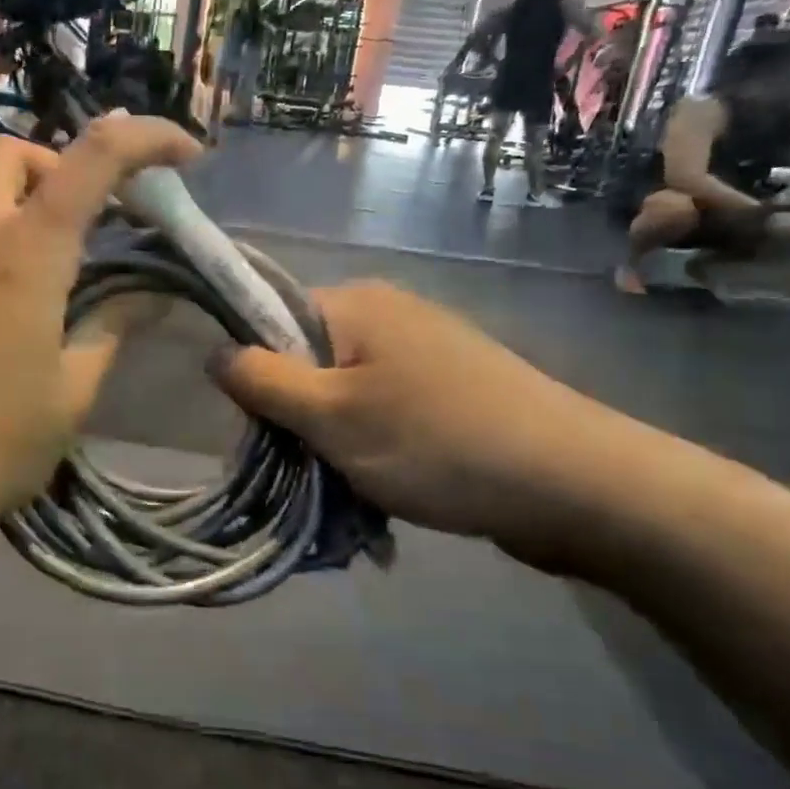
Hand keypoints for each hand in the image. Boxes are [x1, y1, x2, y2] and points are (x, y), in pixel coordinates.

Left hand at [0, 115, 198, 547]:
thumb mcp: (71, 394)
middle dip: (65, 166)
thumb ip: (112, 328)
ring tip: (68, 284)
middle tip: (102, 221)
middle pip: (12, 156)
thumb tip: (150, 294)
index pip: (92, 160)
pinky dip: (0, 256)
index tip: (186, 154)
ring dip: (30, 215)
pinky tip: (13, 325)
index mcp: (23, 257)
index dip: (147, 138)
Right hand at [212, 282, 608, 567]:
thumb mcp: (331, 416)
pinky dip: (371, 446)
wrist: (575, 485)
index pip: (268, 317)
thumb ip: (262, 381)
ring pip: (343, 392)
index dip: (253, 369)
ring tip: (348, 485)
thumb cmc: (436, 442)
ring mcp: (423, 350)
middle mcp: (387, 314)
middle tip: (304, 464)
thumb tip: (214, 353)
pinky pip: (382, 410)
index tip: (259, 424)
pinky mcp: (449, 387)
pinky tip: (385, 485)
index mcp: (355, 303)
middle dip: (296, 415)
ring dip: (332, 440)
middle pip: (305, 358)